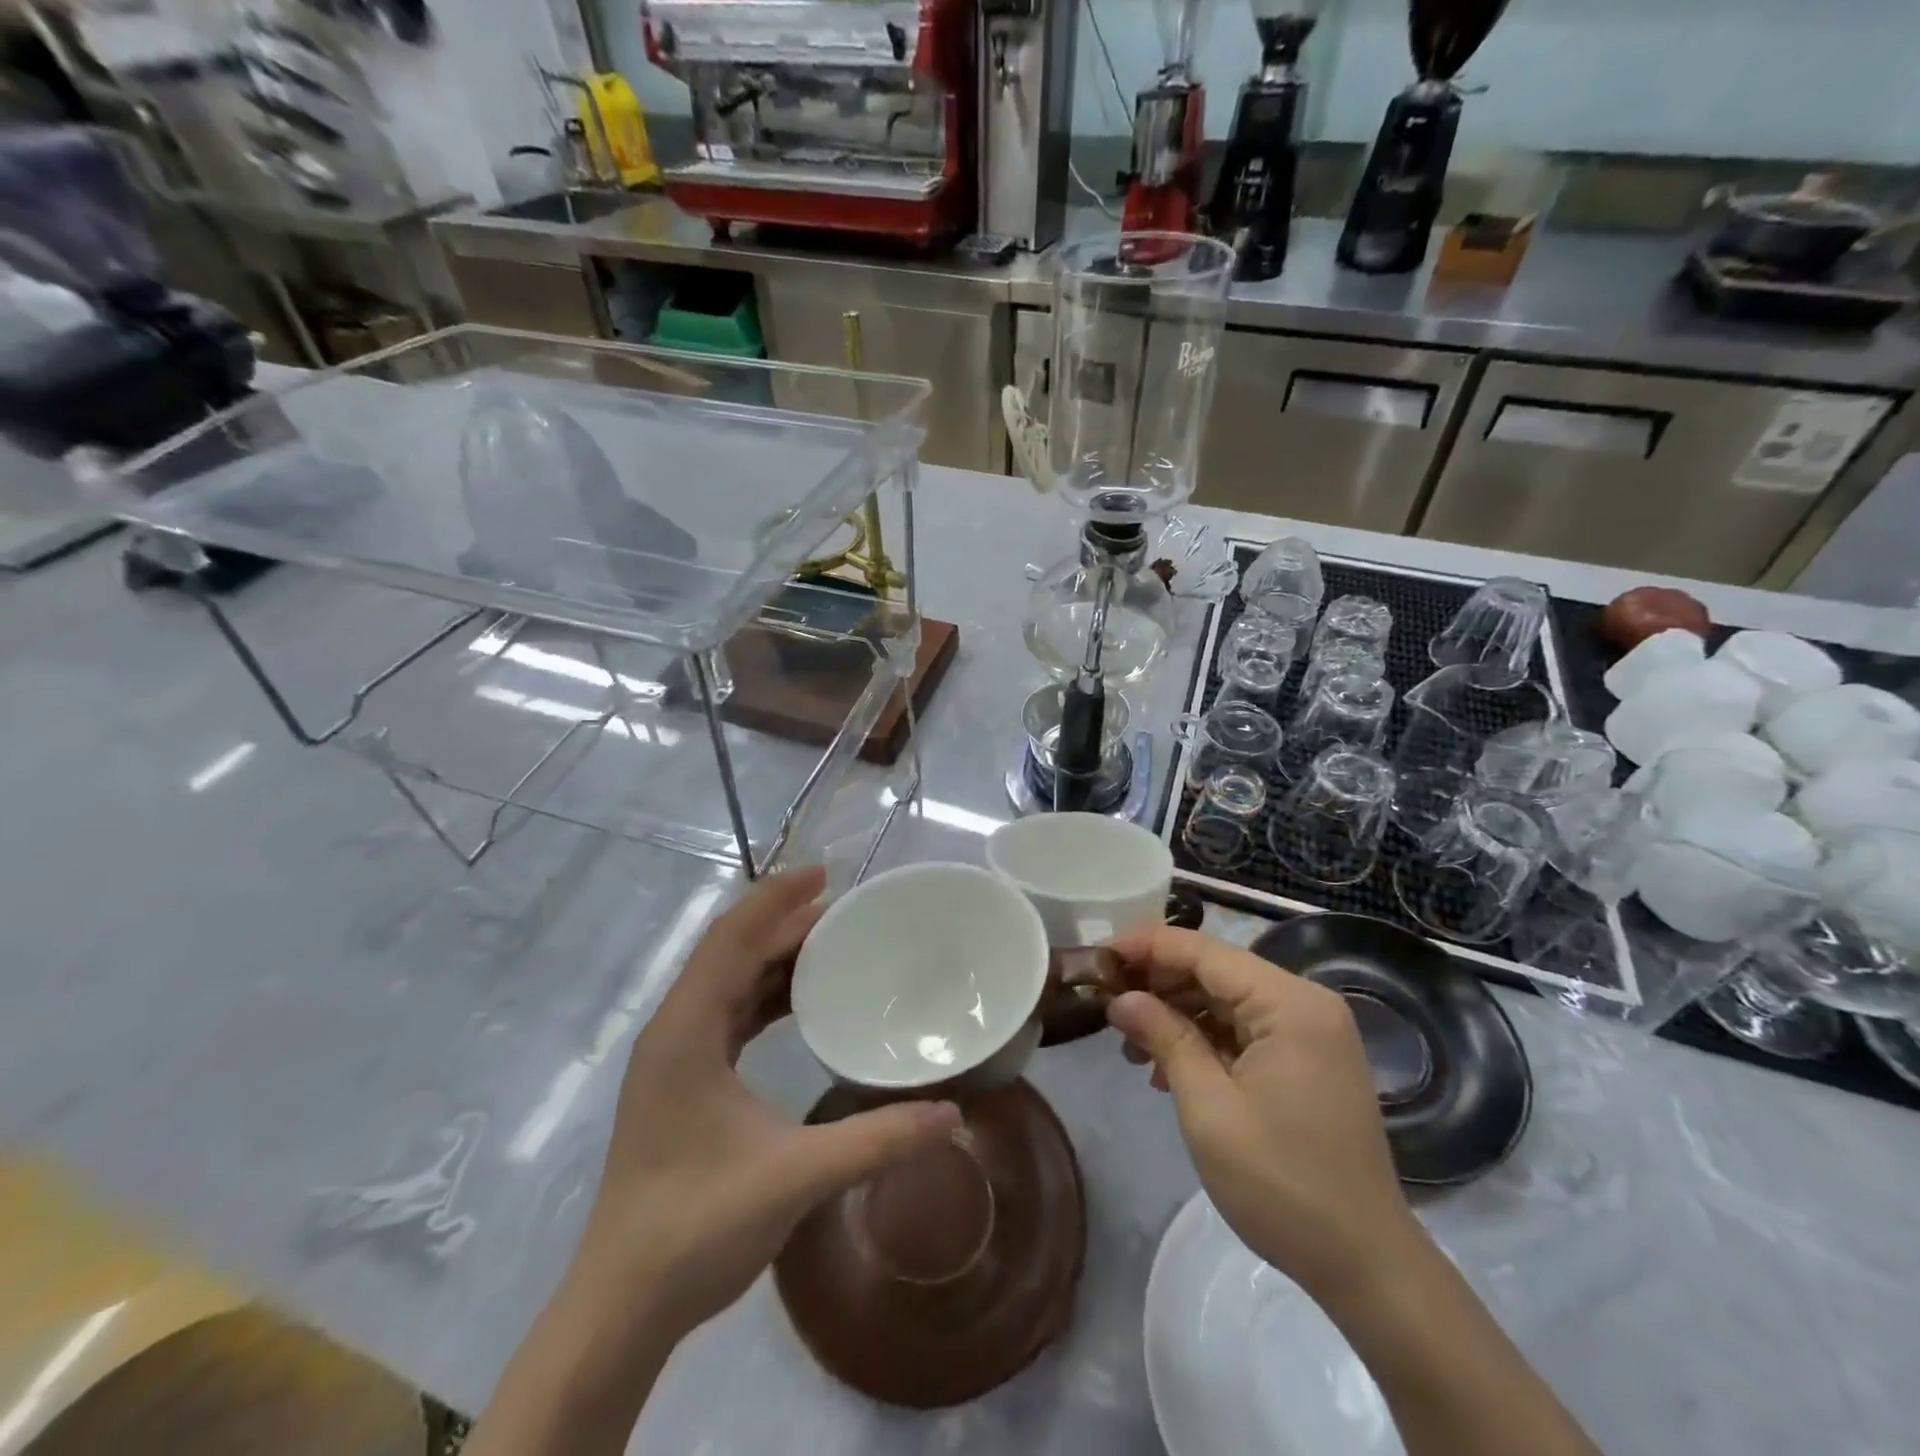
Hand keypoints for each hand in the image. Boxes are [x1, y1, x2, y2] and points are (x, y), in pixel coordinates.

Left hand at [573, 867, 960, 1341]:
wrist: (621, 1306)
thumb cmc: (696, 1228)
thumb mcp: (795, 1177)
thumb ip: (877, 1140)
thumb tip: (953, 1114)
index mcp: (686, 1031)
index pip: (731, 939)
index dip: (776, 899)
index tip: (826, 875)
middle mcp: (674, 1030)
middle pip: (730, 952)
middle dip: (783, 923)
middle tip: (846, 911)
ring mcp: (673, 1057)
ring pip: (726, 982)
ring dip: (773, 958)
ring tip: (830, 945)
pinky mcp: (681, 1082)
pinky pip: (726, 1014)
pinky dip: (763, 995)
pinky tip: (799, 1004)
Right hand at [1106, 926, 1420, 1303]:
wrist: (1365, 1265)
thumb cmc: (1282, 1183)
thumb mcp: (1209, 1108)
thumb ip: (1164, 1038)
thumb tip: (1120, 998)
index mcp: (1290, 1003)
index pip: (1205, 951)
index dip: (1147, 946)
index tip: (1099, 955)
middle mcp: (1305, 1003)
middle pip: (1216, 970)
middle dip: (1159, 983)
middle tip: (1107, 1002)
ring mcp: (1310, 1032)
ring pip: (1226, 999)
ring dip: (1177, 1014)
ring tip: (1131, 1044)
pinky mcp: (1306, 1059)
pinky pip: (1244, 1029)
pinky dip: (1203, 1038)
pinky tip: (1168, 1067)